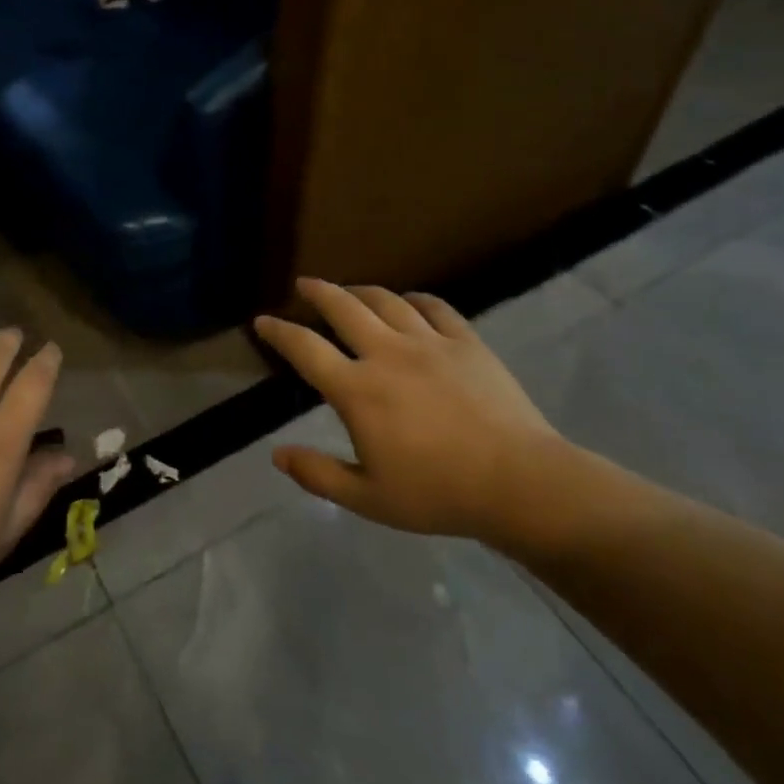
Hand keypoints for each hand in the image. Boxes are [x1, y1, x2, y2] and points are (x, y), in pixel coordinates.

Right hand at [255, 279, 569, 550]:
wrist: (520, 483)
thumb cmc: (438, 494)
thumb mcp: (368, 498)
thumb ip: (318, 475)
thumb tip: (277, 455)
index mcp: (358, 390)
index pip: (305, 349)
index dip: (279, 332)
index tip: (263, 321)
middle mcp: (387, 353)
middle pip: (343, 307)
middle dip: (318, 292)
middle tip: (305, 285)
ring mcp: (429, 342)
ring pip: (386, 301)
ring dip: (361, 291)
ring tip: (350, 291)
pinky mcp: (466, 342)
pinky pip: (434, 307)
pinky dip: (415, 299)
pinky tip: (409, 302)